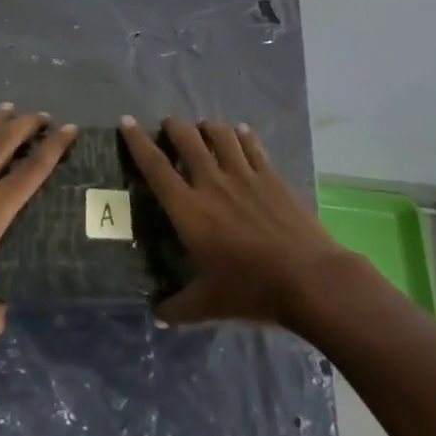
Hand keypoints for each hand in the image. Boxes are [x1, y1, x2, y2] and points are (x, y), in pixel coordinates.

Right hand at [120, 116, 349, 327]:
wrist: (308, 278)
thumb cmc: (251, 290)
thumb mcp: (210, 305)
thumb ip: (180, 308)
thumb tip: (158, 315)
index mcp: (189, 210)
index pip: (155, 168)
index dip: (138, 142)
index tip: (127, 121)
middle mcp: (212, 183)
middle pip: (187, 141)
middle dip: (174, 126)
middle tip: (168, 123)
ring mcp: (244, 176)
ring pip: (220, 136)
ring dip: (208, 127)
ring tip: (203, 126)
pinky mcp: (271, 177)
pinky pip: (252, 146)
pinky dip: (243, 135)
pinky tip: (240, 131)